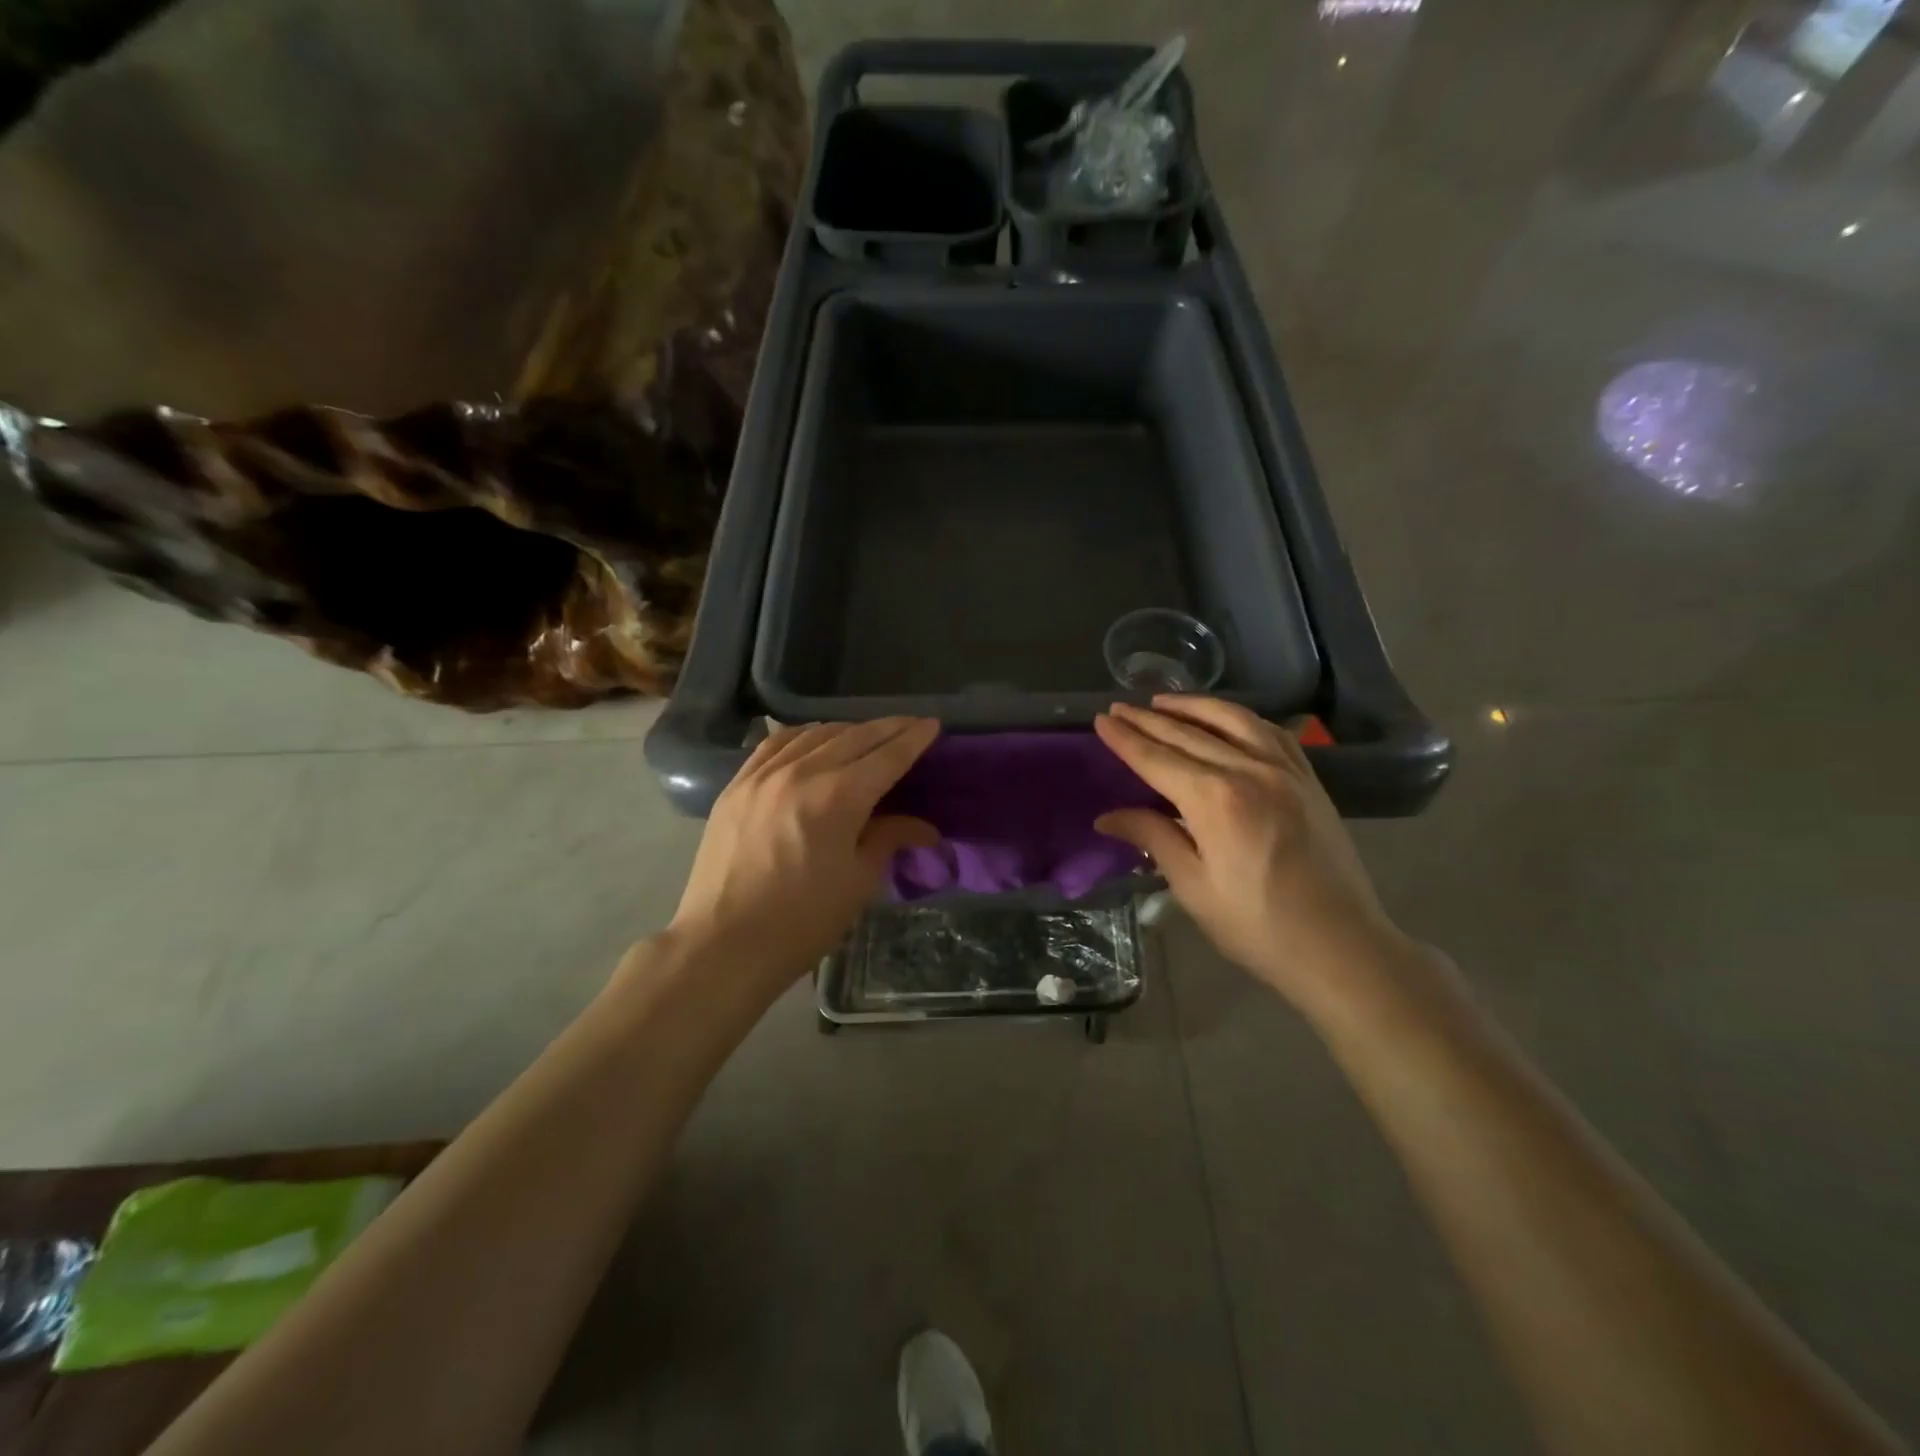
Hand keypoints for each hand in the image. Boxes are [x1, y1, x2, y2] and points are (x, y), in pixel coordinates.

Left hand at [665, 718, 939, 986]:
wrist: (723, 944)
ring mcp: (762, 775)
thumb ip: (889, 839)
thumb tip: (924, 827)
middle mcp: (800, 772)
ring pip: (814, 734)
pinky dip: (803, 735)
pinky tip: (813, 740)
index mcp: (838, 796)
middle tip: (910, 725)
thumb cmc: (801, 920)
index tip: (933, 724)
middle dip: (887, 728)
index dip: (913, 739)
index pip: (886, 756)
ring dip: (848, 730)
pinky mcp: (736, 785)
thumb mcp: (858, 882)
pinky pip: (774, 744)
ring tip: (867, 735)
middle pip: (854, 736)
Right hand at [1094, 697, 1408, 1008]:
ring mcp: (1284, 770)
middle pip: (1188, 734)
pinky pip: (1270, 732)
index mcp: (1215, 799)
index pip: (1156, 759)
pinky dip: (1239, 719)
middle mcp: (1249, 770)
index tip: (1101, 720)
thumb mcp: (1193, 886)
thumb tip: (1108, 816)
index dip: (1126, 739)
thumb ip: (1152, 838)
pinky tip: (1225, 719)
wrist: (1340, 945)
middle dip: (1148, 719)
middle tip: (1119, 707)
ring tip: (1163, 702)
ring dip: (1193, 707)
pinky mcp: (1308, 779)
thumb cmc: (1257, 925)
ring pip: (1232, 720)